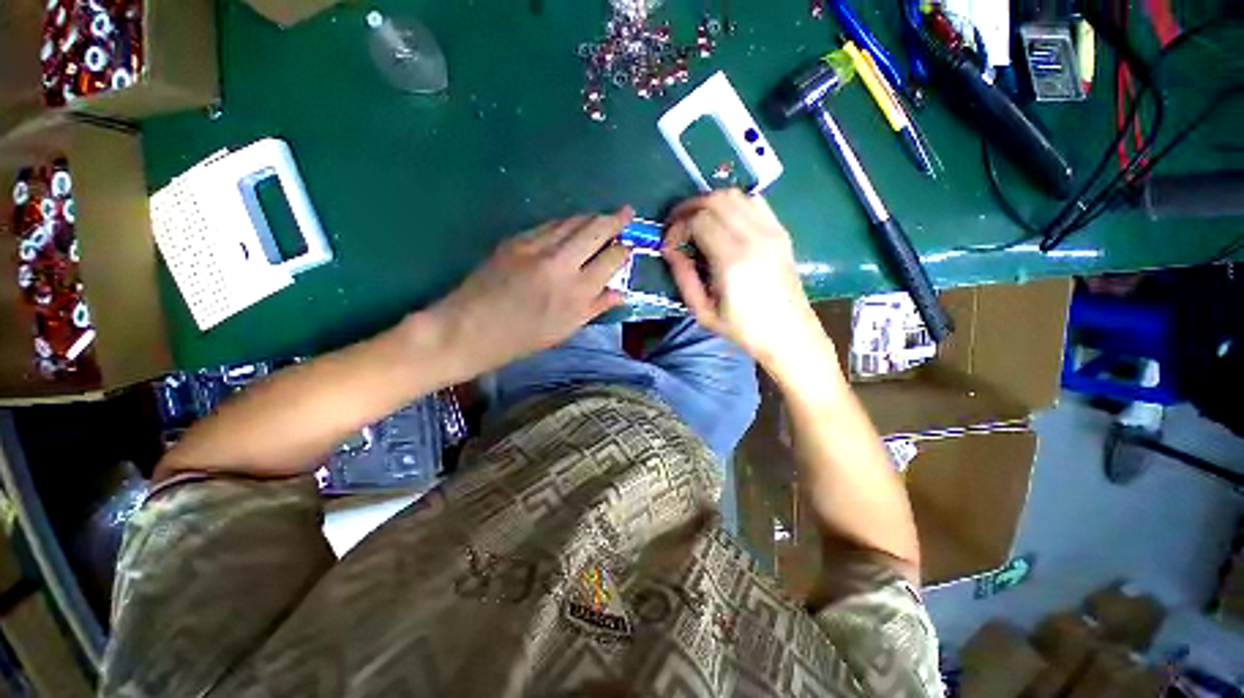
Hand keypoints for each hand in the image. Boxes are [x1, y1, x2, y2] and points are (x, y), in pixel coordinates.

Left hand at [426, 209, 632, 378]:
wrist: (469, 329)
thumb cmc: (522, 338)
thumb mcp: (565, 329)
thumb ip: (596, 307)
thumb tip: (620, 293)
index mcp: (577, 292)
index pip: (612, 258)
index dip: (624, 250)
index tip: (628, 247)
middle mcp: (562, 264)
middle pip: (596, 230)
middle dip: (615, 219)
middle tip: (627, 211)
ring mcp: (537, 248)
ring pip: (573, 221)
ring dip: (592, 216)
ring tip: (604, 215)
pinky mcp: (516, 240)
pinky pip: (550, 225)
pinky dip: (567, 222)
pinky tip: (572, 225)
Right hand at [663, 191, 830, 377]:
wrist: (789, 333)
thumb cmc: (743, 329)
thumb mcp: (703, 312)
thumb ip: (683, 277)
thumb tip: (669, 249)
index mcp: (733, 261)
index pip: (699, 221)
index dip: (678, 227)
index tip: (670, 245)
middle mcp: (754, 238)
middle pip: (716, 200)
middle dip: (689, 208)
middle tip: (677, 227)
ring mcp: (772, 231)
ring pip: (735, 195)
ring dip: (710, 203)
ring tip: (697, 222)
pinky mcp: (781, 232)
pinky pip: (754, 202)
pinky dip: (733, 204)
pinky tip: (723, 222)